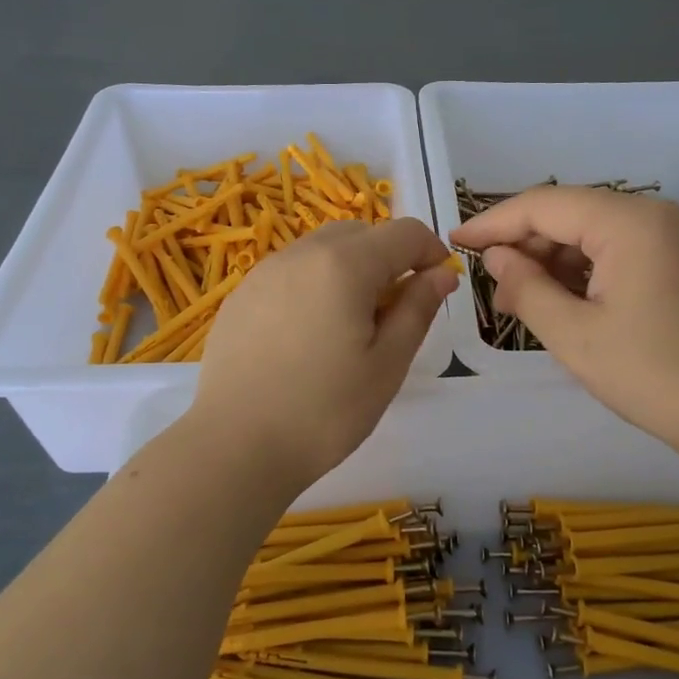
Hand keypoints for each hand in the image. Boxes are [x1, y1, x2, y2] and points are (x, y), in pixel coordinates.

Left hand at [191, 217, 455, 491]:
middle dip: (389, 258)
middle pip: (360, 233)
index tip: (438, 286)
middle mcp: (302, 253)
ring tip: (350, 324)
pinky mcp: (241, 295)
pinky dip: (314, 284)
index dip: (431, 251)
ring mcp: (265, 271)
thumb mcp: (387, 364)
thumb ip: (417, 309)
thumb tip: (441, 274)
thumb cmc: (325, 410)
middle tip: (394, 312)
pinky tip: (308, 334)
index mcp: (345, 265)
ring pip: (322, 249)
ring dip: (350, 269)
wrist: (237, 446)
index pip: (404, 232)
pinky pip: (290, 271)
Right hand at [452, 187, 678, 452]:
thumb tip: (496, 257)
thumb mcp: (574, 335)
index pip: (545, 205)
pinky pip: (619, 249)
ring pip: (594, 232)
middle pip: (571, 213)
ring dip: (553, 260)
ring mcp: (675, 234)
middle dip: (525, 245)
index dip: (494, 222)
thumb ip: (526, 286)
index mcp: (631, 222)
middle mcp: (656, 213)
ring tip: (520, 300)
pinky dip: (584, 270)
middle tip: (490, 284)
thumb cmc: (652, 375)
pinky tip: (560, 300)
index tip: (456, 242)